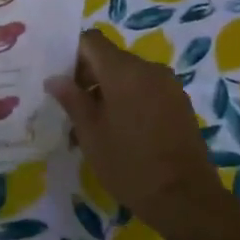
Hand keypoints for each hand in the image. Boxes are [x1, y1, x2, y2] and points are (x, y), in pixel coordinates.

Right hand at [45, 29, 231, 239]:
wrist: (185, 198)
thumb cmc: (129, 164)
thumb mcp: (90, 133)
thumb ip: (71, 99)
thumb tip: (55, 78)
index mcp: (124, 70)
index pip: (91, 41)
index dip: (71, 55)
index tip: (61, 81)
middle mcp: (149, 69)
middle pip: (110, 58)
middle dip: (88, 77)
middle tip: (72, 108)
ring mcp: (168, 85)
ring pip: (129, 76)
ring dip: (108, 91)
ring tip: (94, 126)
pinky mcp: (180, 103)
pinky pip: (147, 90)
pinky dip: (129, 100)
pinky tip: (121, 131)